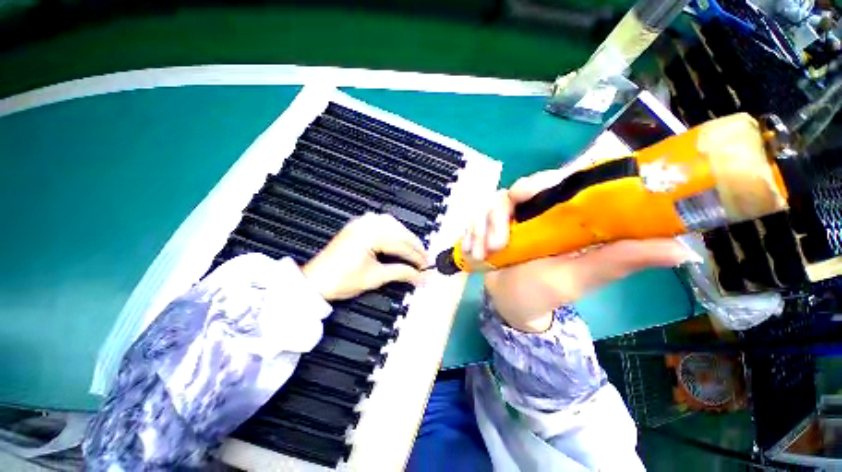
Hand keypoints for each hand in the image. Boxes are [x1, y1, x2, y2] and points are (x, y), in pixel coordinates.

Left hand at [303, 213, 427, 300]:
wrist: (315, 282)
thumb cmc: (340, 280)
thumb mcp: (375, 277)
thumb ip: (401, 273)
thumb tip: (420, 277)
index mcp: (370, 235)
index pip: (401, 245)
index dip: (416, 257)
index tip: (426, 266)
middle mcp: (367, 224)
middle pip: (400, 231)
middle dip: (414, 246)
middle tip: (425, 259)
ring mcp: (361, 223)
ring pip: (393, 224)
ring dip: (406, 236)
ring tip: (415, 249)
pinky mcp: (358, 226)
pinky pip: (382, 223)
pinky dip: (394, 230)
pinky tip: (399, 238)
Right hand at [465, 169, 695, 332]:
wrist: (511, 304)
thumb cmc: (545, 293)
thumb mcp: (580, 277)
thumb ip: (620, 260)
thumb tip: (683, 249)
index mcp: (563, 216)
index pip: (556, 181)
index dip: (540, 181)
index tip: (524, 196)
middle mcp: (536, 212)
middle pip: (516, 190)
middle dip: (500, 214)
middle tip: (499, 242)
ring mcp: (508, 219)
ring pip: (490, 204)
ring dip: (482, 229)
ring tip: (485, 255)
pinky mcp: (488, 226)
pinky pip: (473, 219)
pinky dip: (470, 234)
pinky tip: (473, 252)